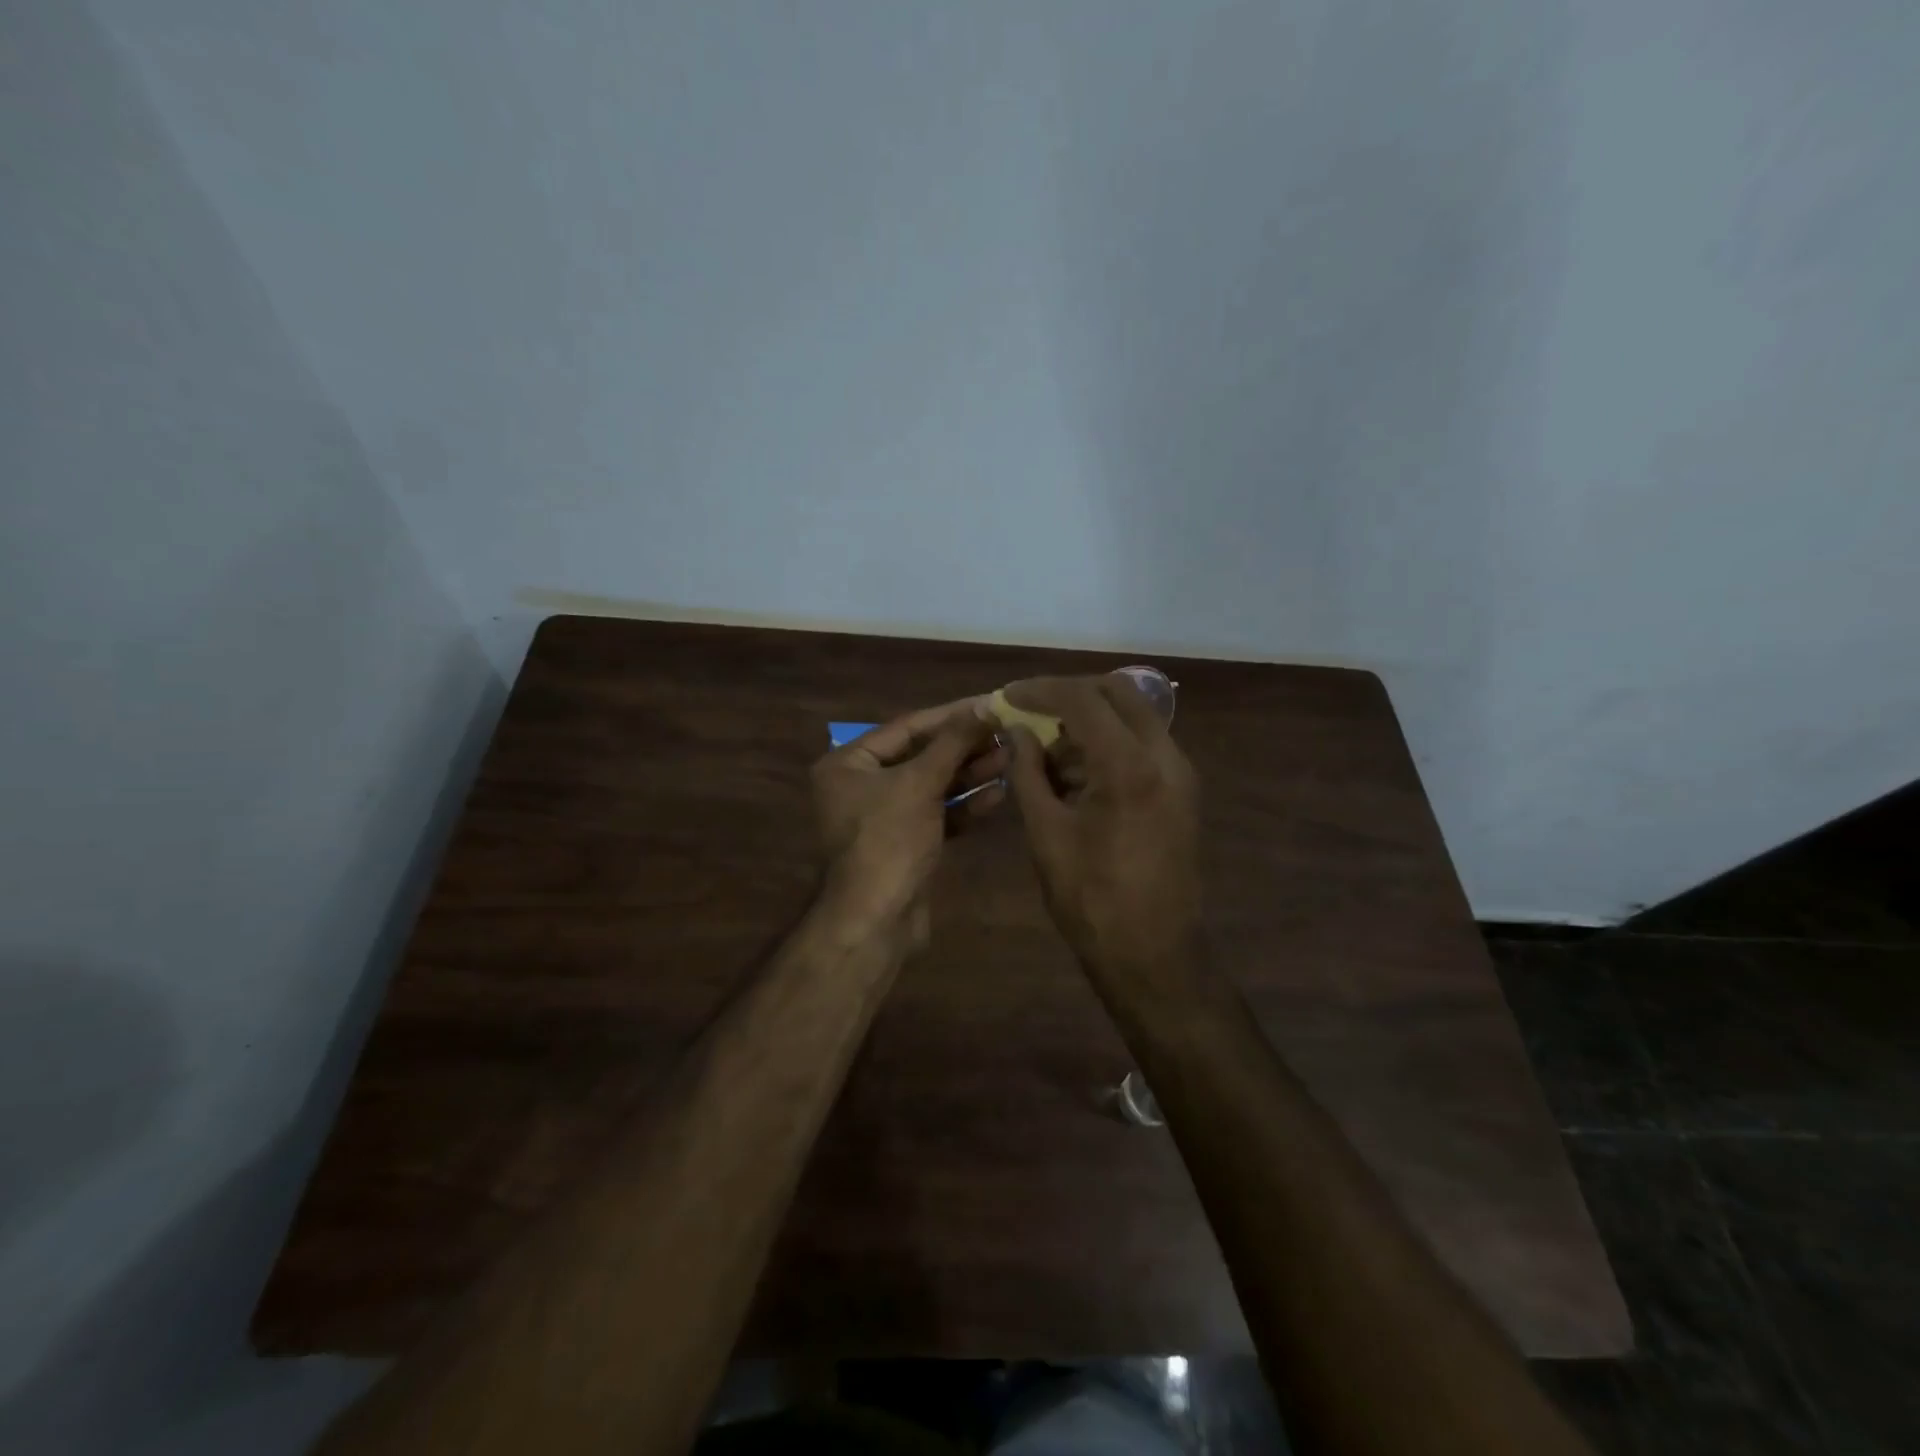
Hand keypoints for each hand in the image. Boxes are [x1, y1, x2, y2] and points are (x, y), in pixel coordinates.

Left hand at [811, 697, 1005, 936]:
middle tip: (1007, 733)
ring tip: (1010, 760)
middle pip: (921, 756)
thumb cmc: (889, 840)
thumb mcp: (920, 783)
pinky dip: (963, 805)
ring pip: (932, 786)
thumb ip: (952, 743)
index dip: (952, 715)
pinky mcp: (905, 844)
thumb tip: (982, 707)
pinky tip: (998, 795)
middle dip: (964, 747)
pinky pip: (937, 815)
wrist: (877, 921)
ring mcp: (883, 817)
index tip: (991, 703)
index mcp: (849, 763)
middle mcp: (861, 786)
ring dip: (969, 774)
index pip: (907, 727)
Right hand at [1003, 675, 1201, 972]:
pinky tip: (1076, 776)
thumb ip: (1028, 773)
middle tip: (1031, 710)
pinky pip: (1144, 746)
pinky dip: (1109, 745)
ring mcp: (1180, 774)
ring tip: (1047, 754)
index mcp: (1129, 766)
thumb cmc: (1091, 900)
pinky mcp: (1182, 792)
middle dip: (1071, 693)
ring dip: (1091, 720)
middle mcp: (1165, 757)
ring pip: (1135, 717)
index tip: (1008, 696)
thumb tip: (1015, 733)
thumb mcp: (1046, 834)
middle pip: (1119, 692)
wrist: (1153, 955)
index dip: (1040, 691)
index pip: (1083, 699)